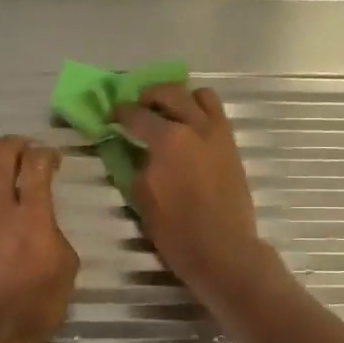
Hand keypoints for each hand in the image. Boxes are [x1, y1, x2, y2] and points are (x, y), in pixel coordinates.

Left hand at [0, 136, 78, 342]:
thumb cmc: (33, 306)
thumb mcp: (65, 271)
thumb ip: (56, 237)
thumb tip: (44, 225)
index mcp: (33, 216)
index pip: (37, 166)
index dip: (46, 153)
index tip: (53, 159)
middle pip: (0, 156)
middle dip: (14, 144)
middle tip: (24, 148)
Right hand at [114, 84, 269, 301]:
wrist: (223, 249)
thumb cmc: (176, 230)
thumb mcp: (142, 197)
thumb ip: (136, 165)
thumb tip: (133, 150)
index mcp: (168, 139)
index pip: (137, 115)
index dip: (120, 113)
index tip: (111, 115)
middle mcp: (195, 127)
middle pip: (170, 93)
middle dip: (149, 96)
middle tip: (138, 108)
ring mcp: (218, 134)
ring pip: (201, 96)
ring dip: (180, 98)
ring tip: (169, 113)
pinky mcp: (232, 146)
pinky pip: (216, 114)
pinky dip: (200, 112)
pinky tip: (189, 130)